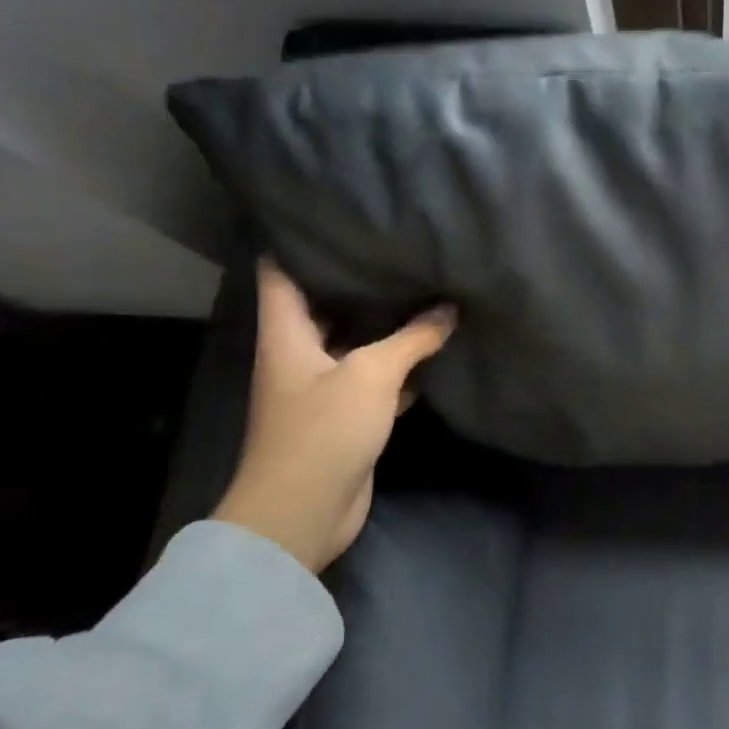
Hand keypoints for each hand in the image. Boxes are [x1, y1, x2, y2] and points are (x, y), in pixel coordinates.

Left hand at [214, 259, 455, 572]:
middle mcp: (299, 354)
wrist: (302, 514)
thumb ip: (413, 338)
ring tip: (422, 288)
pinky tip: (433, 348)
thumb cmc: (322, 431)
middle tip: (397, 248)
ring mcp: (322, 388)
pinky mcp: (345, 417)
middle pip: (324, 304)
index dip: (297, 238)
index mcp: (286, 333)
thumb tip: (449, 308)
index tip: (334, 214)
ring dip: (385, 325)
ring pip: (355, 343)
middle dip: (357, 279)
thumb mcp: (371, 374)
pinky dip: (400, 366)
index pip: (279, 270)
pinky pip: (375, 379)